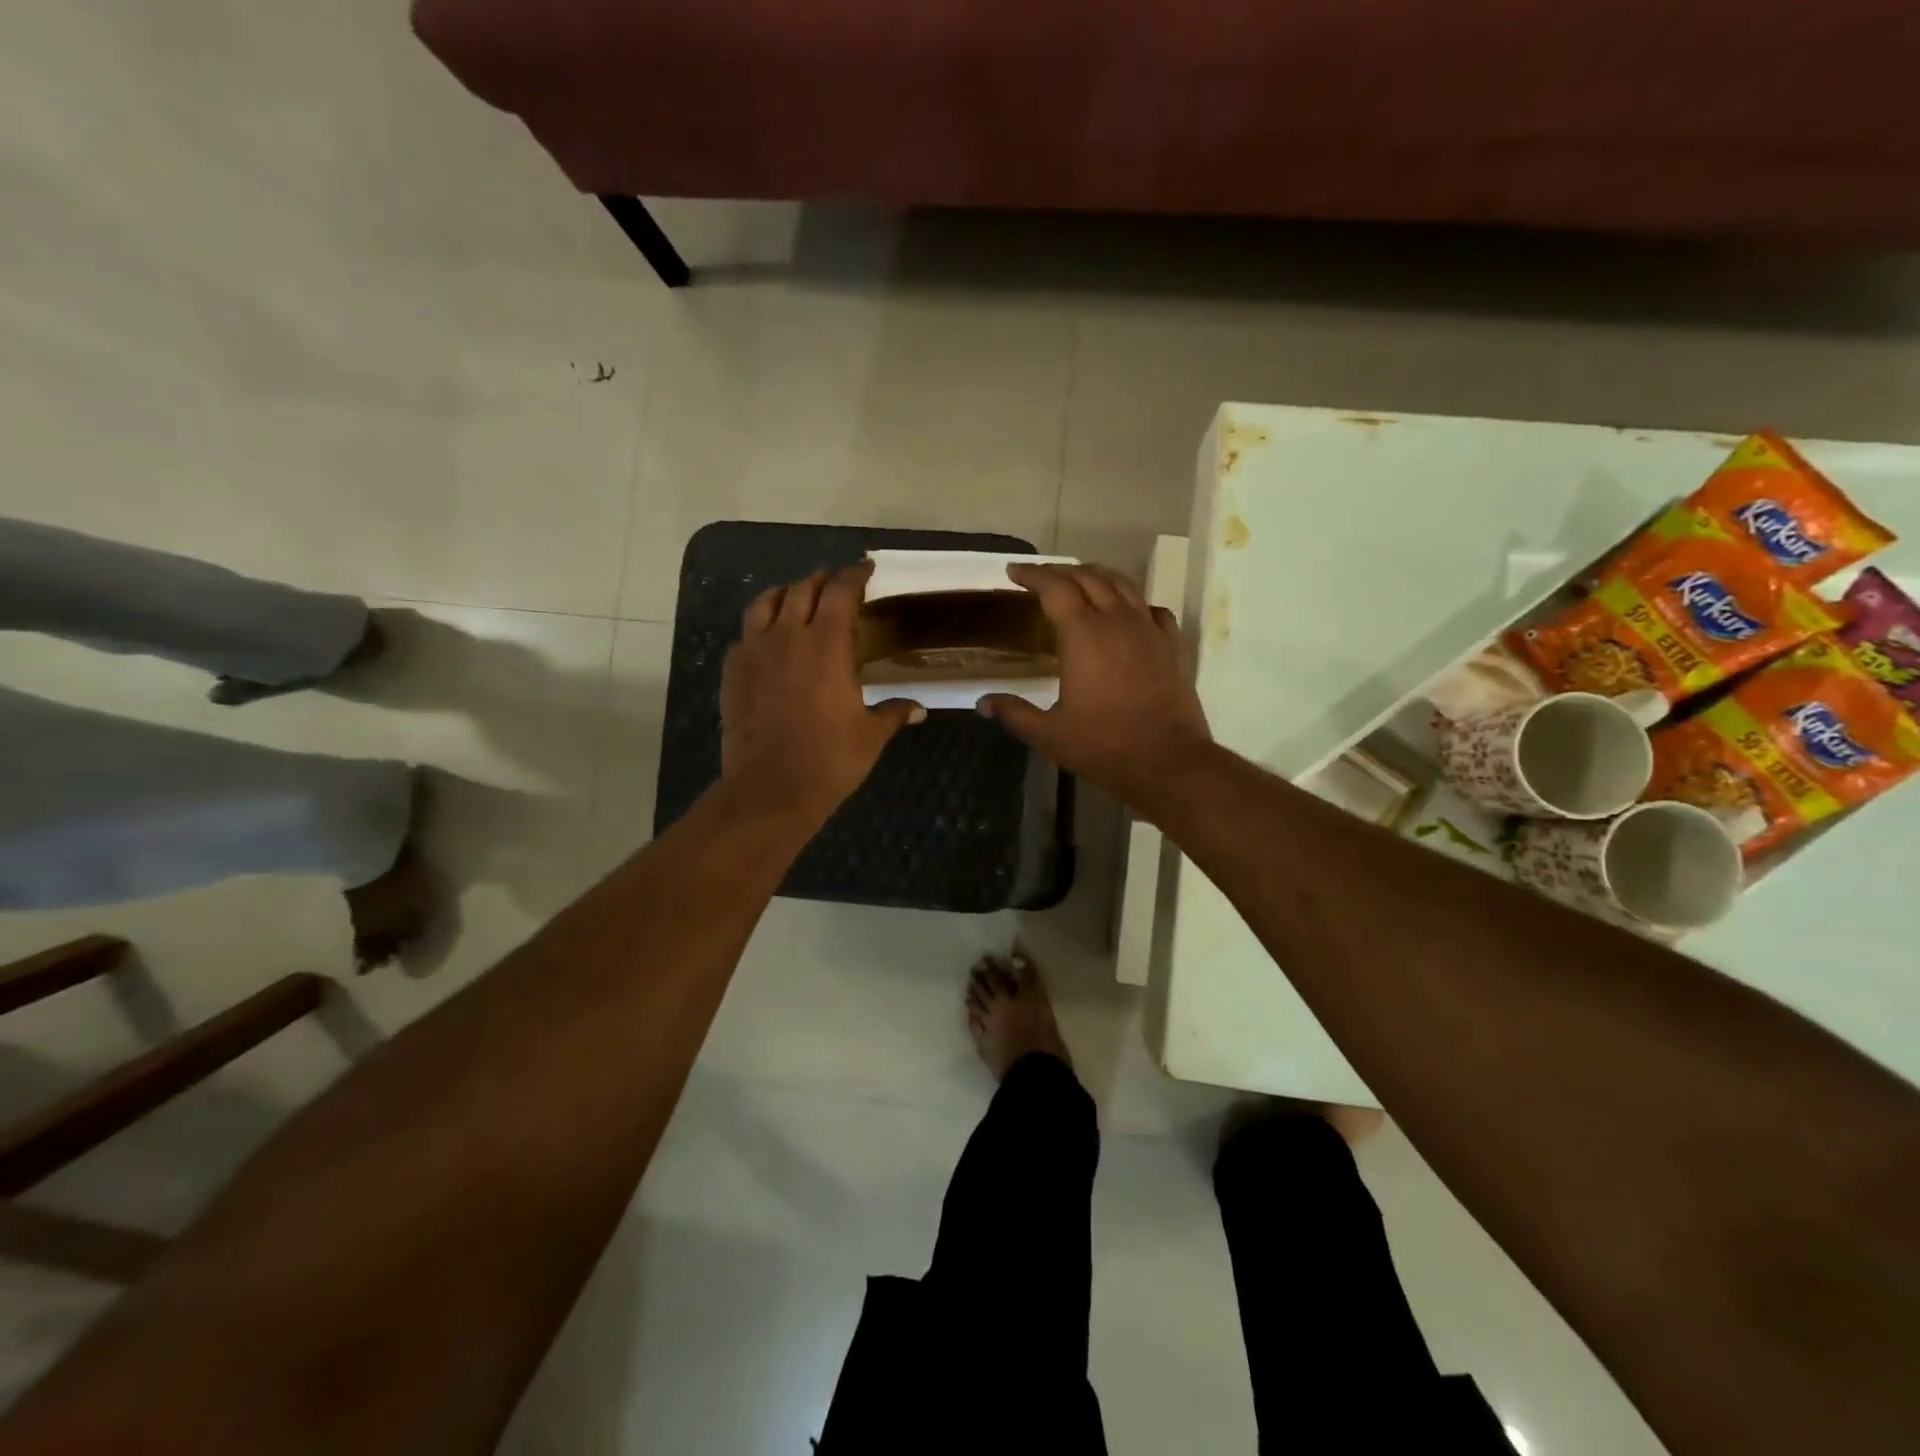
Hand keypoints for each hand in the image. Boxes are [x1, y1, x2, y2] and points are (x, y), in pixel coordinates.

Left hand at [721, 562, 924, 828]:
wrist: (769, 789)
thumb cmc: (829, 760)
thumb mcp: (870, 736)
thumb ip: (894, 713)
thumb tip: (919, 710)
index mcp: (827, 645)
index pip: (841, 592)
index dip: (855, 575)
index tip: (866, 570)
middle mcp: (788, 636)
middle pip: (803, 588)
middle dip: (823, 580)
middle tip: (838, 585)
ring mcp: (754, 651)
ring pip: (765, 602)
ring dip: (786, 593)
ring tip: (799, 598)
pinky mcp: (733, 671)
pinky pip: (746, 634)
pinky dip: (761, 627)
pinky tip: (770, 641)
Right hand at [978, 562, 1212, 802]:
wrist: (1167, 761)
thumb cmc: (1103, 746)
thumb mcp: (1049, 734)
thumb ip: (1014, 713)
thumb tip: (983, 703)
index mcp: (1083, 635)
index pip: (1055, 588)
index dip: (1033, 575)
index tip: (1014, 572)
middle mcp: (1117, 621)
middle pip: (1088, 578)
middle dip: (1061, 571)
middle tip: (1041, 577)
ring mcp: (1148, 630)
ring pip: (1122, 585)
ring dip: (1096, 576)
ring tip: (1079, 580)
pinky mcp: (1171, 645)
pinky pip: (1150, 608)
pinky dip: (1133, 601)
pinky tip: (1126, 612)